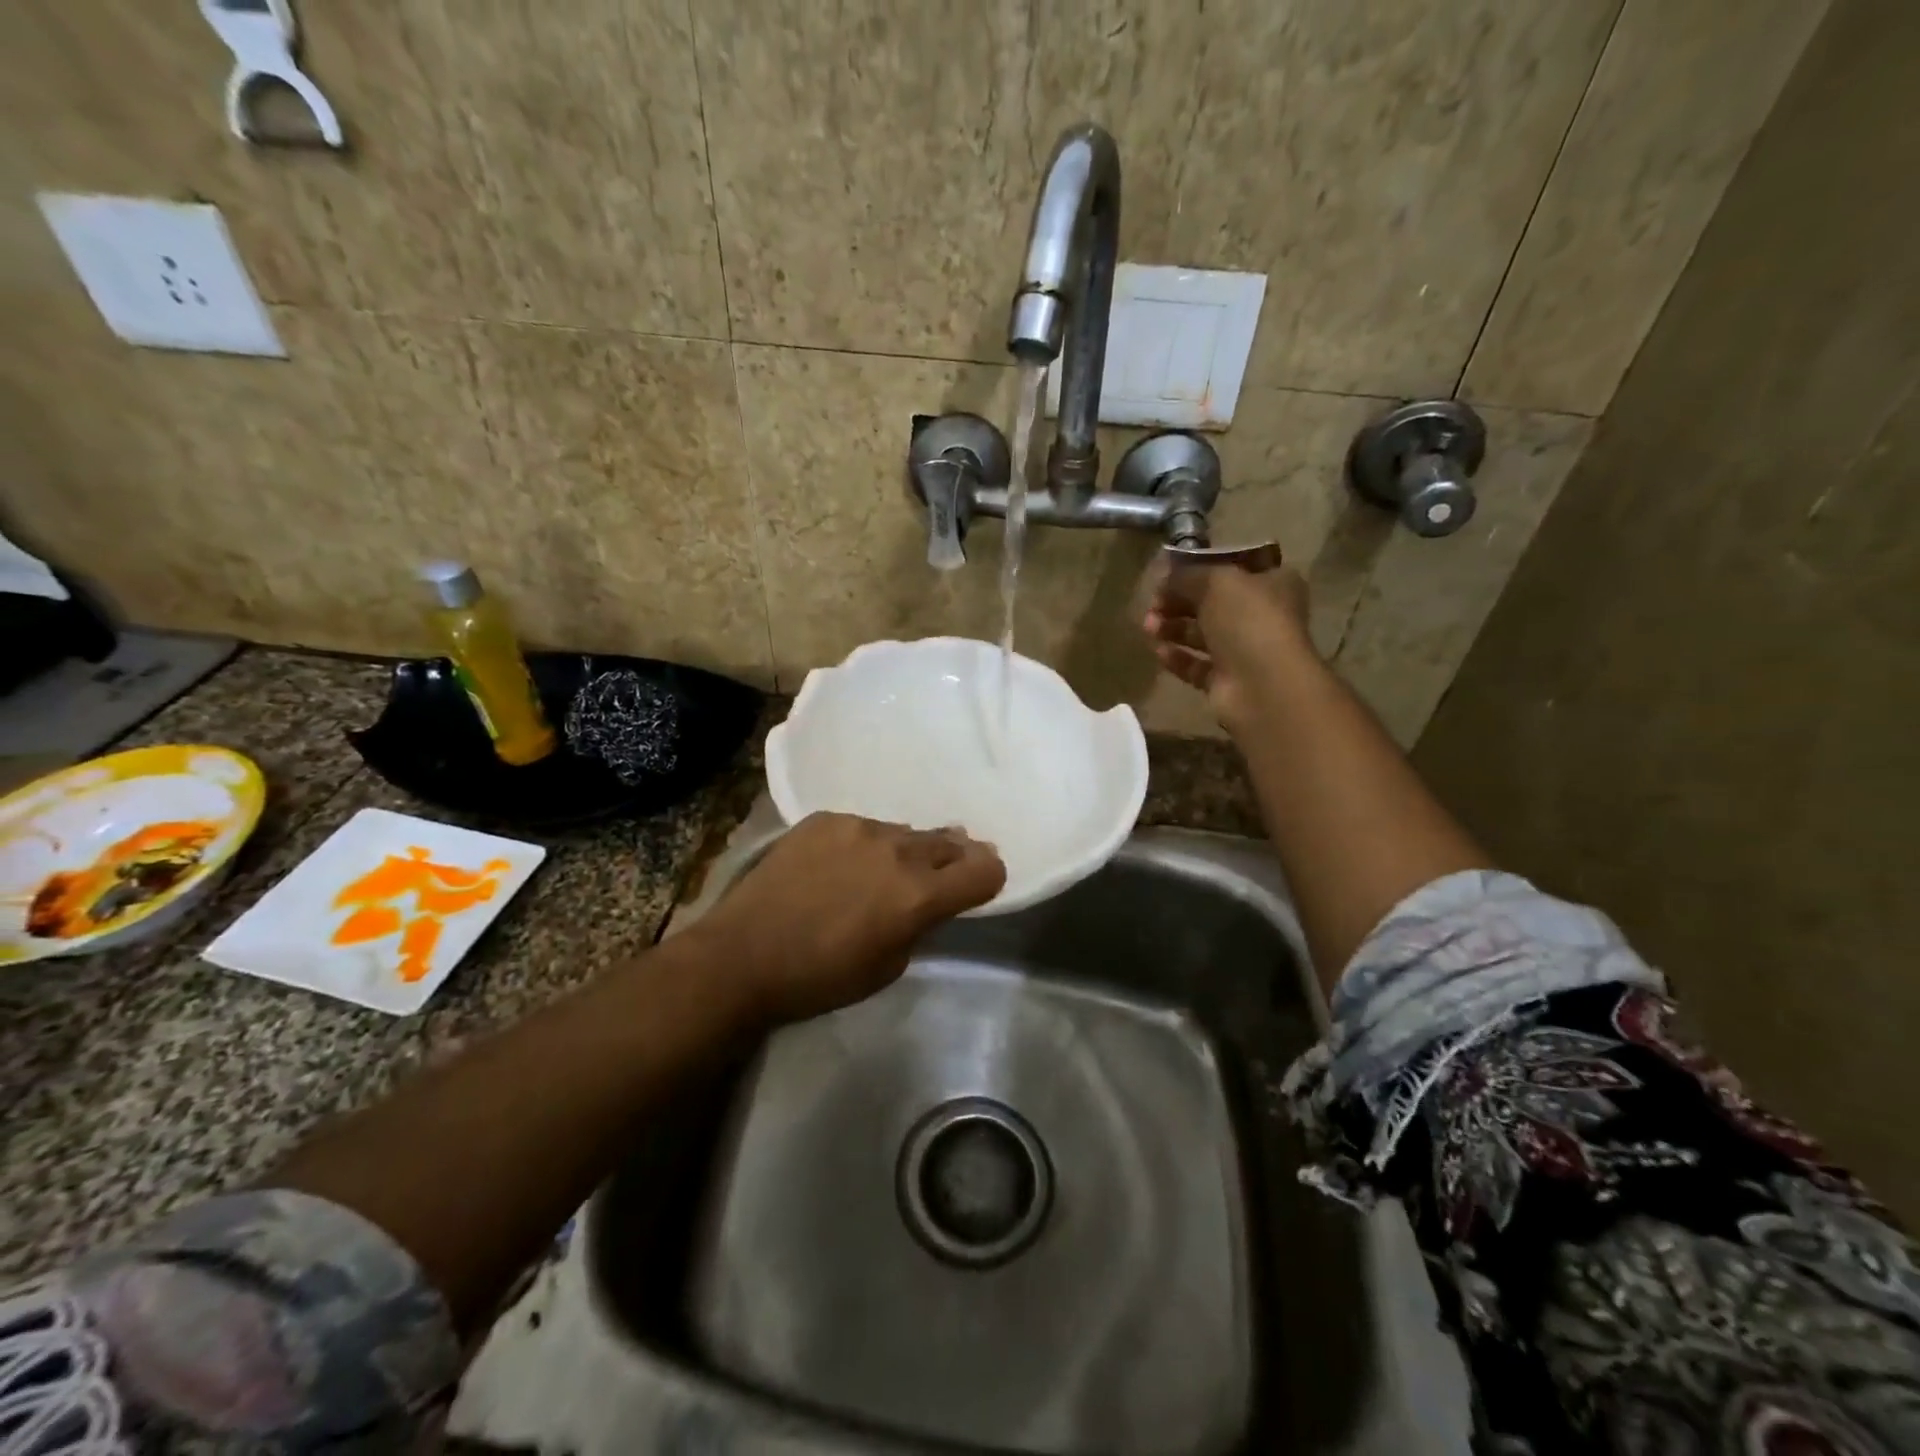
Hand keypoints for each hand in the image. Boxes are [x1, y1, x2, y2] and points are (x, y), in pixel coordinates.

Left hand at [693, 813, 1006, 1025]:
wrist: (742, 955)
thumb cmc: (820, 977)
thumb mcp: (888, 966)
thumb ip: (920, 923)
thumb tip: (931, 899)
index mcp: (918, 895)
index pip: (985, 869)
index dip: (989, 878)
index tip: (978, 887)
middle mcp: (896, 850)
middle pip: (950, 842)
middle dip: (953, 860)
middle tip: (939, 876)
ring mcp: (858, 827)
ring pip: (904, 833)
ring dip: (905, 852)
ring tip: (879, 872)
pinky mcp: (825, 819)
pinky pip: (864, 827)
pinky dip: (864, 845)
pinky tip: (838, 866)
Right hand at [1143, 561, 1314, 729]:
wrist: (1264, 685)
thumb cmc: (1249, 620)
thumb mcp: (1216, 581)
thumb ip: (1188, 576)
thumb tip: (1167, 578)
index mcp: (1273, 584)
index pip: (1233, 570)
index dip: (1201, 569)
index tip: (1169, 574)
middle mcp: (1261, 617)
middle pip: (1212, 604)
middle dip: (1178, 602)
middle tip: (1153, 603)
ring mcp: (1244, 652)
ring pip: (1201, 635)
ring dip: (1173, 628)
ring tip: (1148, 627)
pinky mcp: (1226, 682)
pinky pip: (1196, 666)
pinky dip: (1177, 658)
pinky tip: (1158, 652)